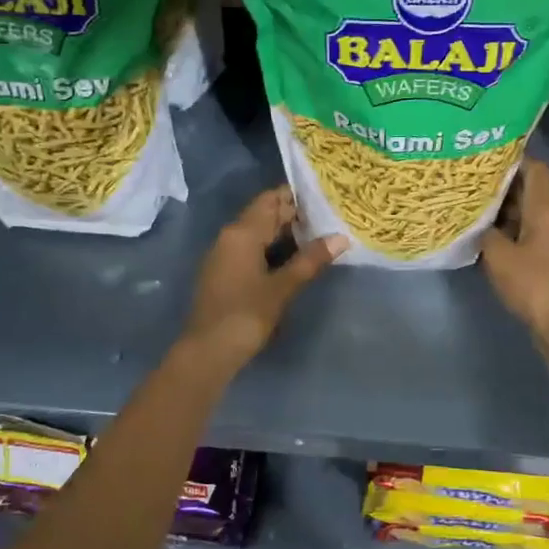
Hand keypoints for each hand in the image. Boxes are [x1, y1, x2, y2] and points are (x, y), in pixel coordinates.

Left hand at [180, 187, 346, 373]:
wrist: (208, 351)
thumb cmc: (246, 315)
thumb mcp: (283, 287)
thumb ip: (310, 260)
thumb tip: (340, 237)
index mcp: (242, 232)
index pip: (271, 199)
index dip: (297, 196)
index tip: (325, 197)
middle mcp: (230, 236)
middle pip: (264, 215)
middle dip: (295, 216)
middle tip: (330, 218)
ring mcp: (224, 255)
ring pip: (258, 233)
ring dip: (285, 234)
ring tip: (320, 237)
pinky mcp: (224, 273)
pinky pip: (251, 250)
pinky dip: (273, 250)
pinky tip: (295, 261)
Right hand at [480, 159, 548, 370]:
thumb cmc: (534, 284)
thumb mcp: (499, 256)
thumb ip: (485, 233)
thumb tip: (478, 224)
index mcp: (545, 209)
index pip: (535, 169)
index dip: (512, 158)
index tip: (484, 157)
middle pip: (528, 190)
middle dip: (499, 184)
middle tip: (467, 180)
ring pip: (524, 213)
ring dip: (500, 210)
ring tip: (467, 204)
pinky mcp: (545, 260)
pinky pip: (523, 235)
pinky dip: (505, 231)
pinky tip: (480, 235)